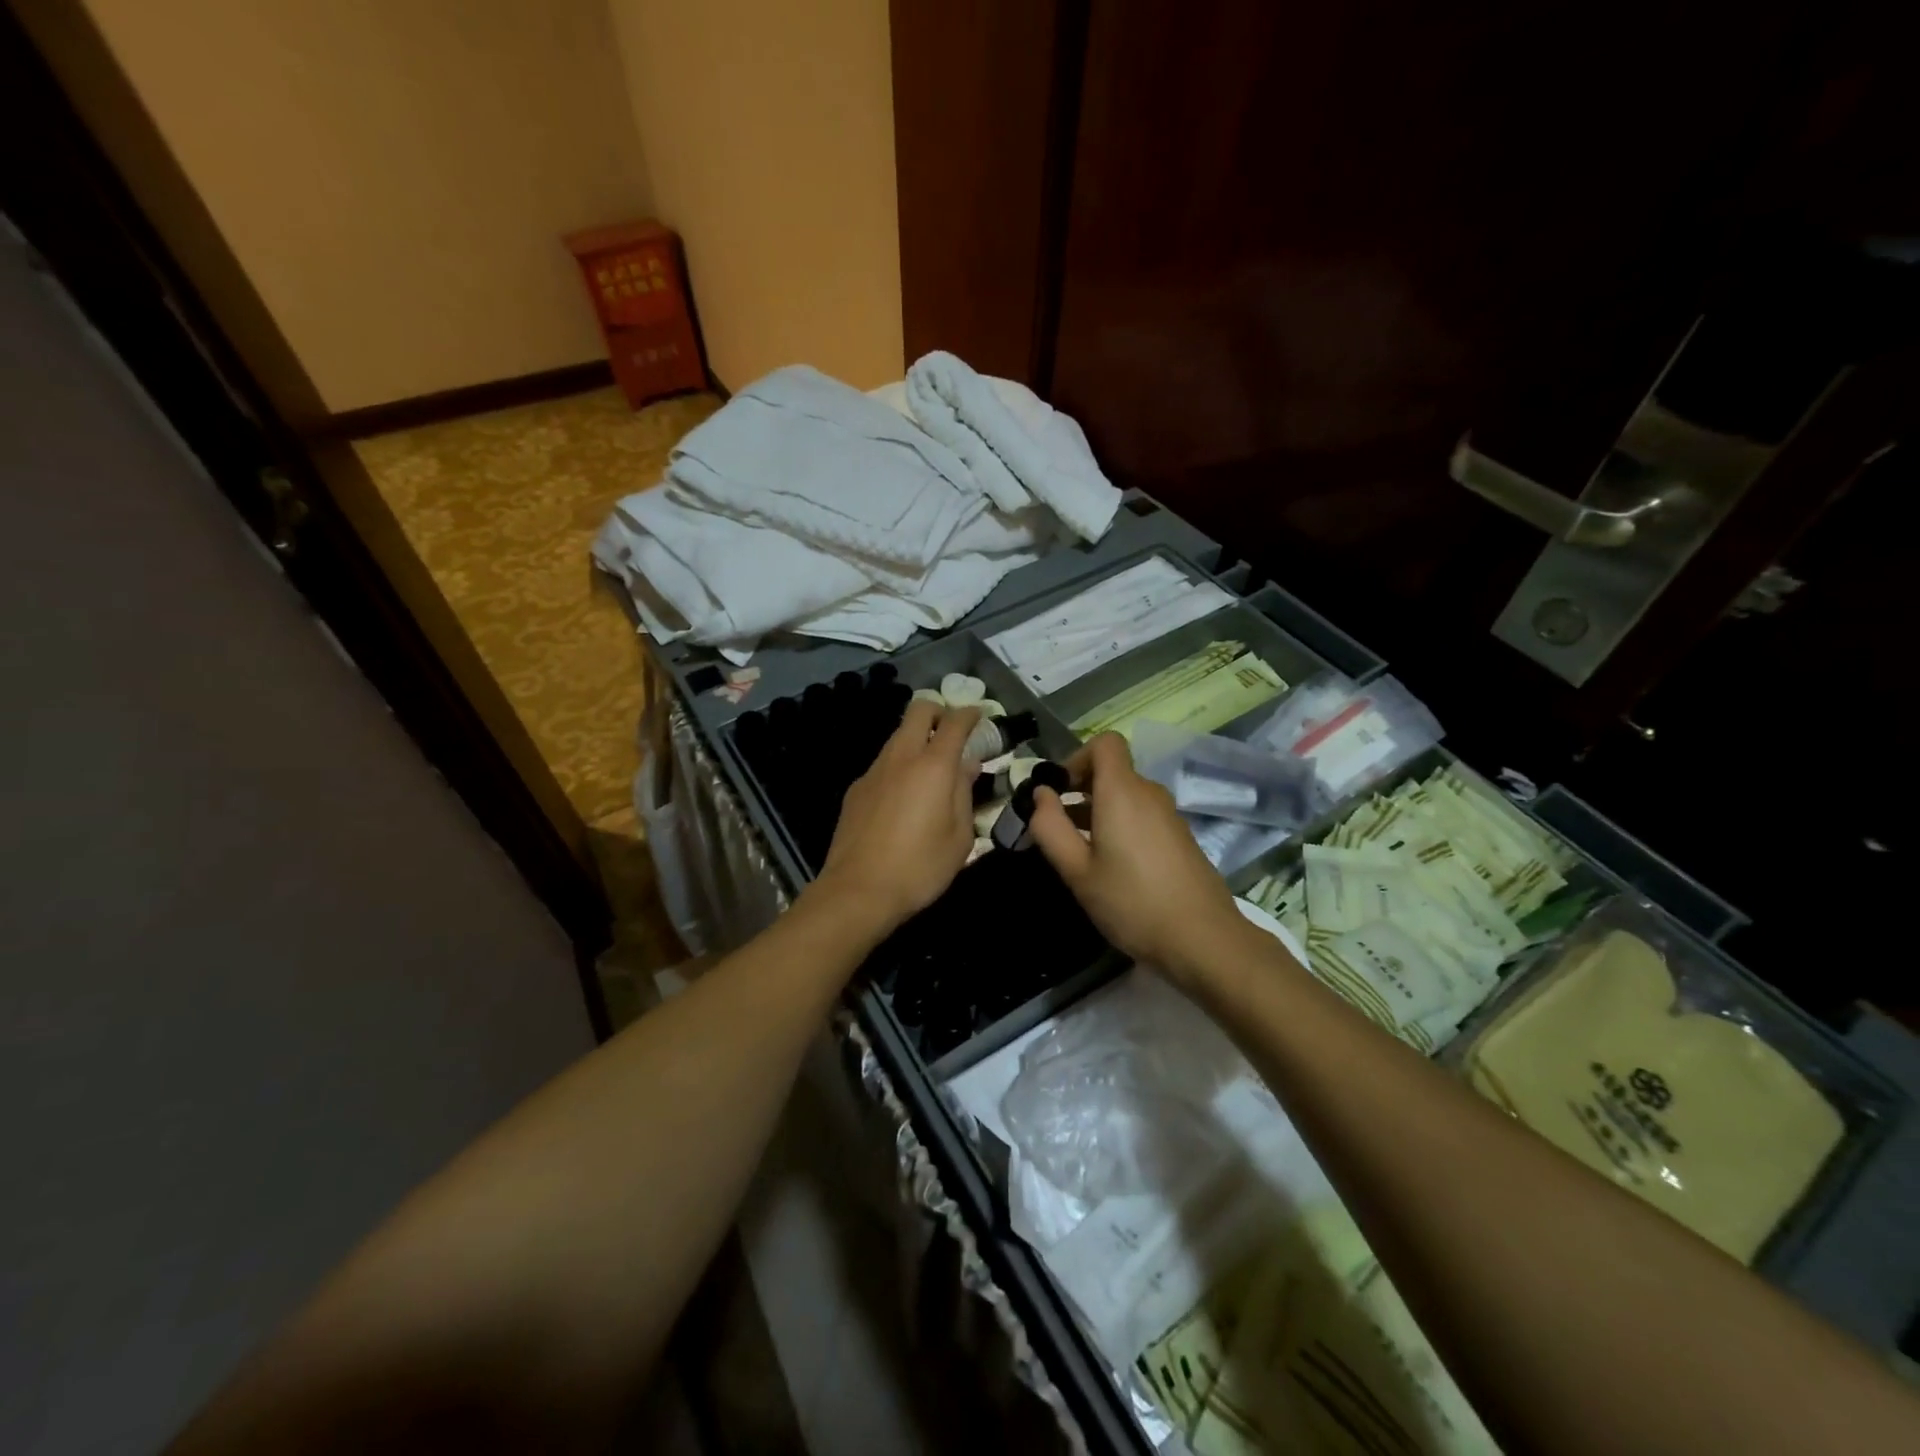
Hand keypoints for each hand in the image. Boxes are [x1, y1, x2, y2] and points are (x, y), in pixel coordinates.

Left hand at [812, 700, 981, 933]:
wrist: (858, 890)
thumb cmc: (920, 867)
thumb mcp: (959, 837)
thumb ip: (964, 793)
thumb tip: (967, 765)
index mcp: (933, 766)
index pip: (955, 722)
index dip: (970, 713)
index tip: (980, 716)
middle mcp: (901, 757)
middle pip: (918, 710)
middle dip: (939, 712)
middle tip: (953, 733)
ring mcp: (873, 771)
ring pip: (897, 736)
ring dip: (917, 740)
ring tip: (930, 771)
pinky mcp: (855, 789)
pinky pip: (883, 764)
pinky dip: (898, 767)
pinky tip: (903, 798)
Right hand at [1028, 732, 1251, 986]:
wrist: (1203, 940)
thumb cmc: (1132, 902)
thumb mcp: (1077, 870)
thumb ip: (1051, 827)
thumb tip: (1040, 794)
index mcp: (1123, 791)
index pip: (1105, 743)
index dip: (1076, 758)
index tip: (1058, 792)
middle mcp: (1149, 793)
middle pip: (1113, 771)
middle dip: (1081, 789)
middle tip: (1058, 827)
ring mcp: (1170, 815)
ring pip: (1127, 795)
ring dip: (1099, 810)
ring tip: (1080, 851)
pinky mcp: (1181, 837)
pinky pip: (1143, 815)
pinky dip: (1121, 825)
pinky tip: (1112, 866)